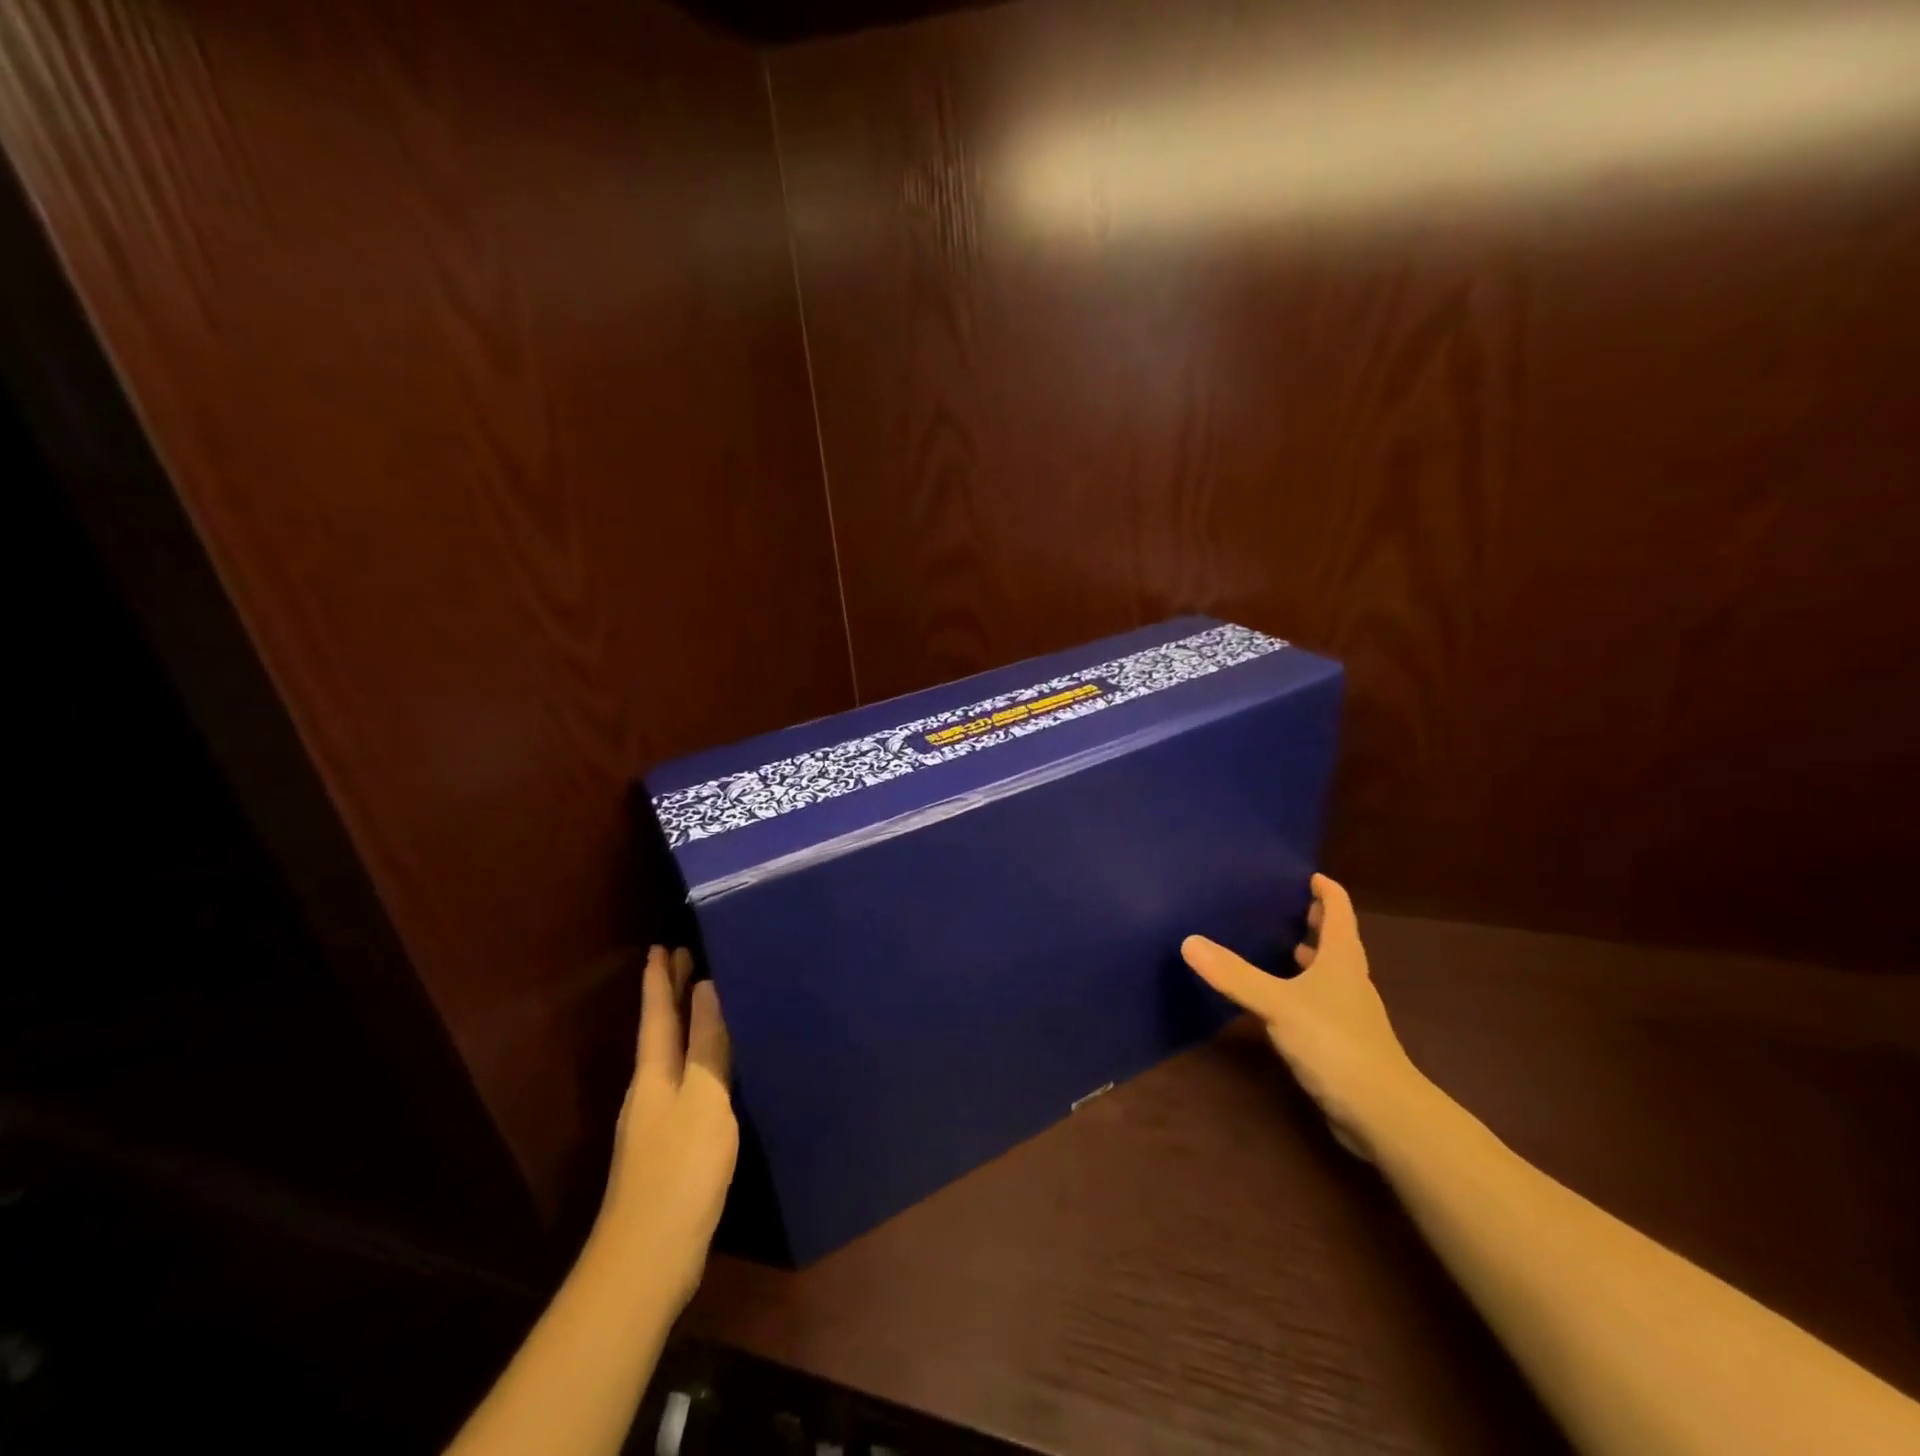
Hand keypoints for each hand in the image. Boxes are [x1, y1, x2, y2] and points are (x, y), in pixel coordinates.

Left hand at [595, 946, 737, 1310]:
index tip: (662, 944)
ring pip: (670, 1055)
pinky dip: (695, 1057)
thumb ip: (707, 1045)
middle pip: (660, 1031)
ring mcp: (657, 1120)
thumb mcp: (703, 1099)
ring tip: (702, 1001)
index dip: (660, 979)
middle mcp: (650, 1090)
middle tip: (682, 958)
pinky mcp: (671, 1145)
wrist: (649, 1257)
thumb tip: (706, 989)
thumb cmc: (680, 1169)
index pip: (658, 1013)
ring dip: (683, 1024)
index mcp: (654, 1074)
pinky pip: (684, 1081)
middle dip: (669, 995)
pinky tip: (713, 1067)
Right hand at [1182, 874, 1426, 1160]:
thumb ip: (1235, 975)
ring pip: (1330, 972)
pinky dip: (1303, 988)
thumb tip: (1188, 942)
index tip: (1308, 874)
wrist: (1383, 1114)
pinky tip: (1280, 999)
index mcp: (1342, 960)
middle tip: (1285, 903)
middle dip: (1315, 920)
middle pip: (1337, 940)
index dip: (1326, 891)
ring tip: (1280, 944)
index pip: (1339, 912)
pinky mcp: (1342, 1042)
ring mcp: (1349, 1013)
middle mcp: (1350, 981)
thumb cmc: (1335, 1045)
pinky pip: (1320, 1001)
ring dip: (1311, 955)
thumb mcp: (1278, 1005)